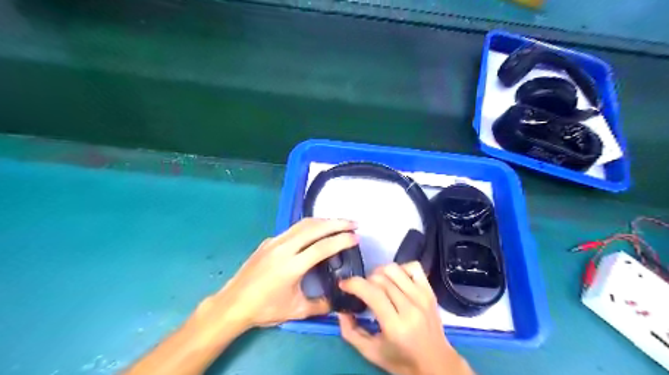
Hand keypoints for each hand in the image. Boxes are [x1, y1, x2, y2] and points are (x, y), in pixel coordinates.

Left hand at [208, 218, 357, 328]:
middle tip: (354, 223)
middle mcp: (284, 248)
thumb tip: (339, 301)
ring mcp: (275, 242)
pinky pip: (293, 228)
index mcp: (292, 266)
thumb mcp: (296, 311)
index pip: (322, 247)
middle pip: (315, 228)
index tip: (356, 237)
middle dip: (337, 223)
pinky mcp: (269, 241)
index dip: (341, 240)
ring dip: (324, 221)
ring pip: (303, 224)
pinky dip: (310, 225)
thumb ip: (321, 305)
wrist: (233, 304)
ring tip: (339, 223)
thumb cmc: (264, 309)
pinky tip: (317, 230)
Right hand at [341, 261, 475, 374]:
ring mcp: (422, 296)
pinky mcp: (430, 291)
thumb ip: (350, 332)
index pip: (372, 293)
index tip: (343, 285)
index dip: (353, 284)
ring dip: (379, 273)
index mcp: (395, 325)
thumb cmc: (401, 360)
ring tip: (376, 284)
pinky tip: (395, 280)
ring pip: (394, 269)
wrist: (436, 363)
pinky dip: (400, 268)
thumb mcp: (371, 352)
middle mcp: (411, 307)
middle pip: (380, 279)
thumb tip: (340, 310)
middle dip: (364, 281)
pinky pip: (413, 266)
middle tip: (361, 291)